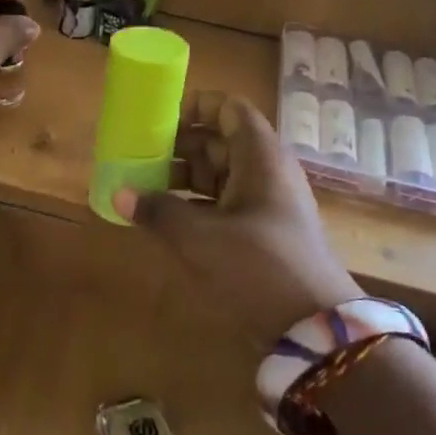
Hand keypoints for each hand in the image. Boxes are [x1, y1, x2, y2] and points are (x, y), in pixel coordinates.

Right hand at [111, 92, 361, 348]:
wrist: (315, 329)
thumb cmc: (258, 268)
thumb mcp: (200, 238)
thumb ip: (158, 212)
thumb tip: (120, 193)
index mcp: (259, 157)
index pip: (229, 109)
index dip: (195, 106)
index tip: (158, 120)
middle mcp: (266, 172)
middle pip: (219, 142)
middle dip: (178, 146)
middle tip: (138, 156)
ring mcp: (266, 204)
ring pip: (220, 175)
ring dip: (182, 179)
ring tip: (143, 188)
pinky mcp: (263, 233)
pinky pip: (224, 204)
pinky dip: (195, 206)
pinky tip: (166, 220)